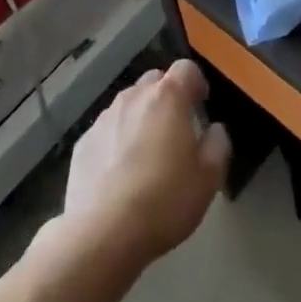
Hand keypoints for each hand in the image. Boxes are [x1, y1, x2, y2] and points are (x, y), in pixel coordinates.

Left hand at [59, 58, 230, 269]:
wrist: (102, 233)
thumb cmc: (164, 201)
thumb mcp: (208, 178)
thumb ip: (218, 145)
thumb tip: (214, 130)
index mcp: (167, 97)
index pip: (186, 68)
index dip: (196, 82)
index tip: (201, 104)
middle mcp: (133, 98)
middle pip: (154, 81)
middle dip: (167, 96)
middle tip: (176, 128)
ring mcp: (103, 118)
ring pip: (128, 105)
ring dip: (140, 117)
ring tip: (146, 152)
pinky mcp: (82, 143)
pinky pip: (106, 130)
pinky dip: (116, 140)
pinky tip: (119, 173)